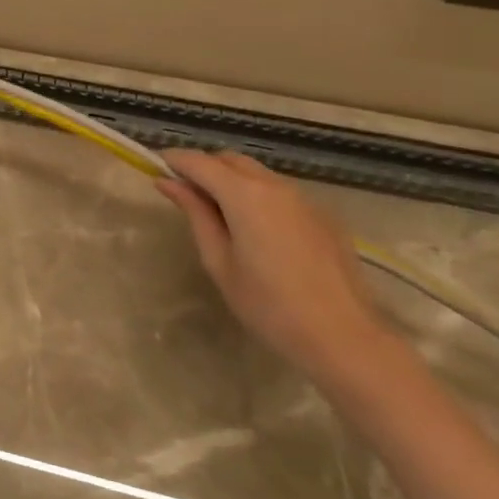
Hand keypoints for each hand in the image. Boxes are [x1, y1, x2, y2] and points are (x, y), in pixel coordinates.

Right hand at [158, 150, 394, 384]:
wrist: (345, 338)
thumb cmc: (268, 305)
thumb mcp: (219, 261)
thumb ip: (195, 214)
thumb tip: (168, 182)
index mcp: (244, 195)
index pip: (199, 162)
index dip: (174, 160)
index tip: (154, 166)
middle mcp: (275, 186)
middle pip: (230, 160)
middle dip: (204, 167)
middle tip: (184, 193)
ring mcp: (304, 199)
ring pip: (257, 174)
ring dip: (232, 180)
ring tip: (218, 213)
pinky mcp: (324, 216)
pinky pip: (280, 192)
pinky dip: (258, 196)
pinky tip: (256, 229)